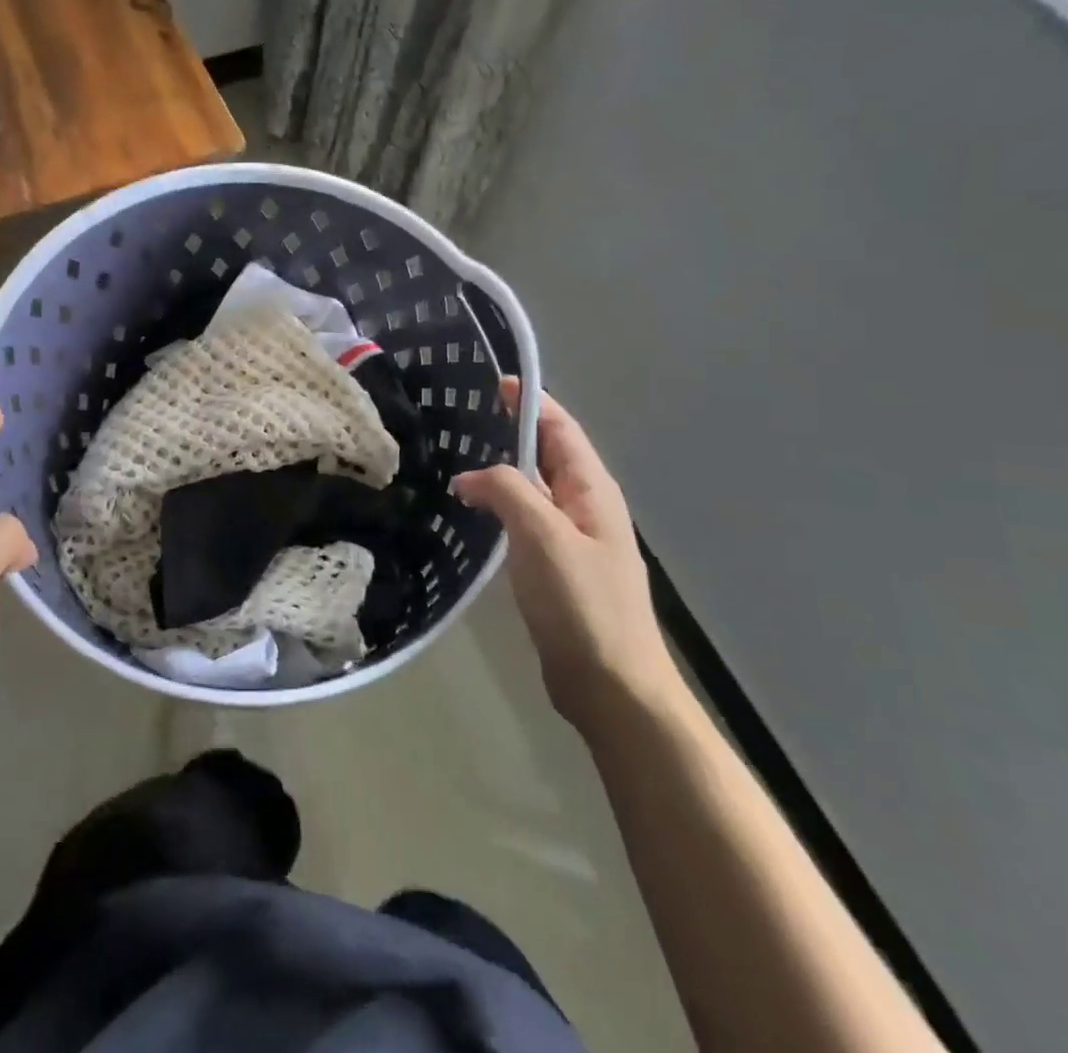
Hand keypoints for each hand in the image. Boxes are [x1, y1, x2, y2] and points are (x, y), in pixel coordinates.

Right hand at [452, 380, 677, 731]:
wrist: (610, 686)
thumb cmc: (582, 604)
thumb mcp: (543, 536)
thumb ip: (508, 491)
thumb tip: (469, 477)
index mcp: (593, 491)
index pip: (561, 429)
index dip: (531, 402)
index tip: (493, 382)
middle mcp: (585, 507)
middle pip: (548, 455)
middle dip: (511, 432)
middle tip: (462, 418)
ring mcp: (572, 539)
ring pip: (533, 489)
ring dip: (502, 470)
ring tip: (457, 458)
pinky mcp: (555, 568)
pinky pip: (525, 521)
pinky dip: (499, 506)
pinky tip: (473, 511)